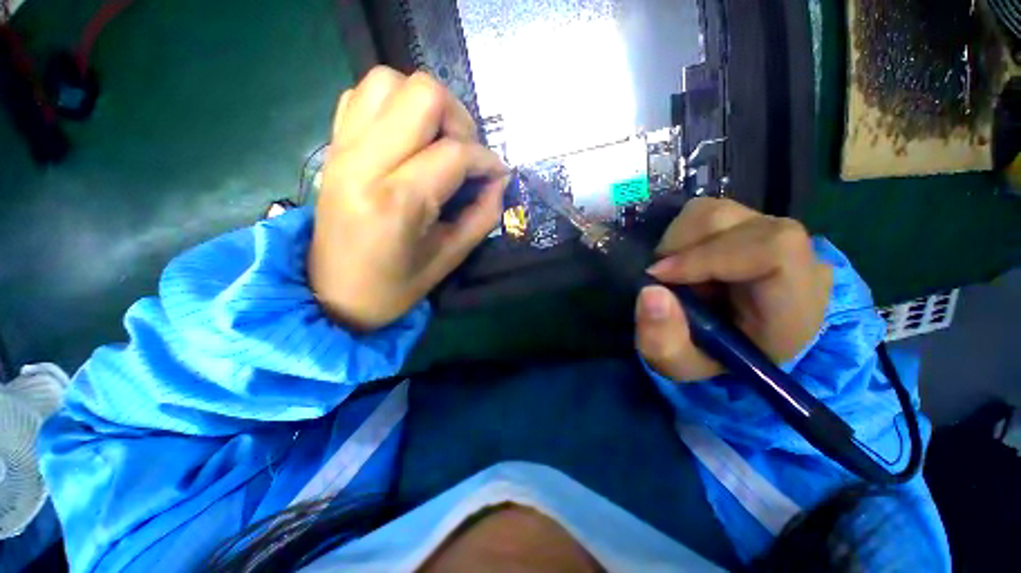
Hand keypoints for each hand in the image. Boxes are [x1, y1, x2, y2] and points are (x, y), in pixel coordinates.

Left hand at [309, 67, 509, 330]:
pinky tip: (408, 139)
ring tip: (438, 143)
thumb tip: (499, 181)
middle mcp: (364, 163)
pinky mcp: (333, 145)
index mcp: (397, 202)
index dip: (486, 161)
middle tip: (467, 155)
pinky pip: (363, 95)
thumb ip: (483, 216)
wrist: (333, 294)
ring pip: (390, 81)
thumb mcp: (450, 258)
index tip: (498, 175)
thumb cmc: (395, 287)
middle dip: (459, 120)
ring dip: (425, 106)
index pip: (454, 153)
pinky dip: (394, 105)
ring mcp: (342, 148)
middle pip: (422, 94)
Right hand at [636, 198, 832, 381]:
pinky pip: (705, 213)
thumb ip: (664, 342)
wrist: (740, 340)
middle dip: (679, 248)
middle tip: (661, 280)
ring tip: (674, 274)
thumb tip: (650, 291)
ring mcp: (770, 230)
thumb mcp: (683, 365)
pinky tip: (683, 262)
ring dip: (676, 242)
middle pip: (731, 221)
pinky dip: (680, 235)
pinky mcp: (748, 223)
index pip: (772, 250)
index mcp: (796, 299)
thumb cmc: (716, 358)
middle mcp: (794, 253)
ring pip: (713, 211)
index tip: (659, 276)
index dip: (708, 256)